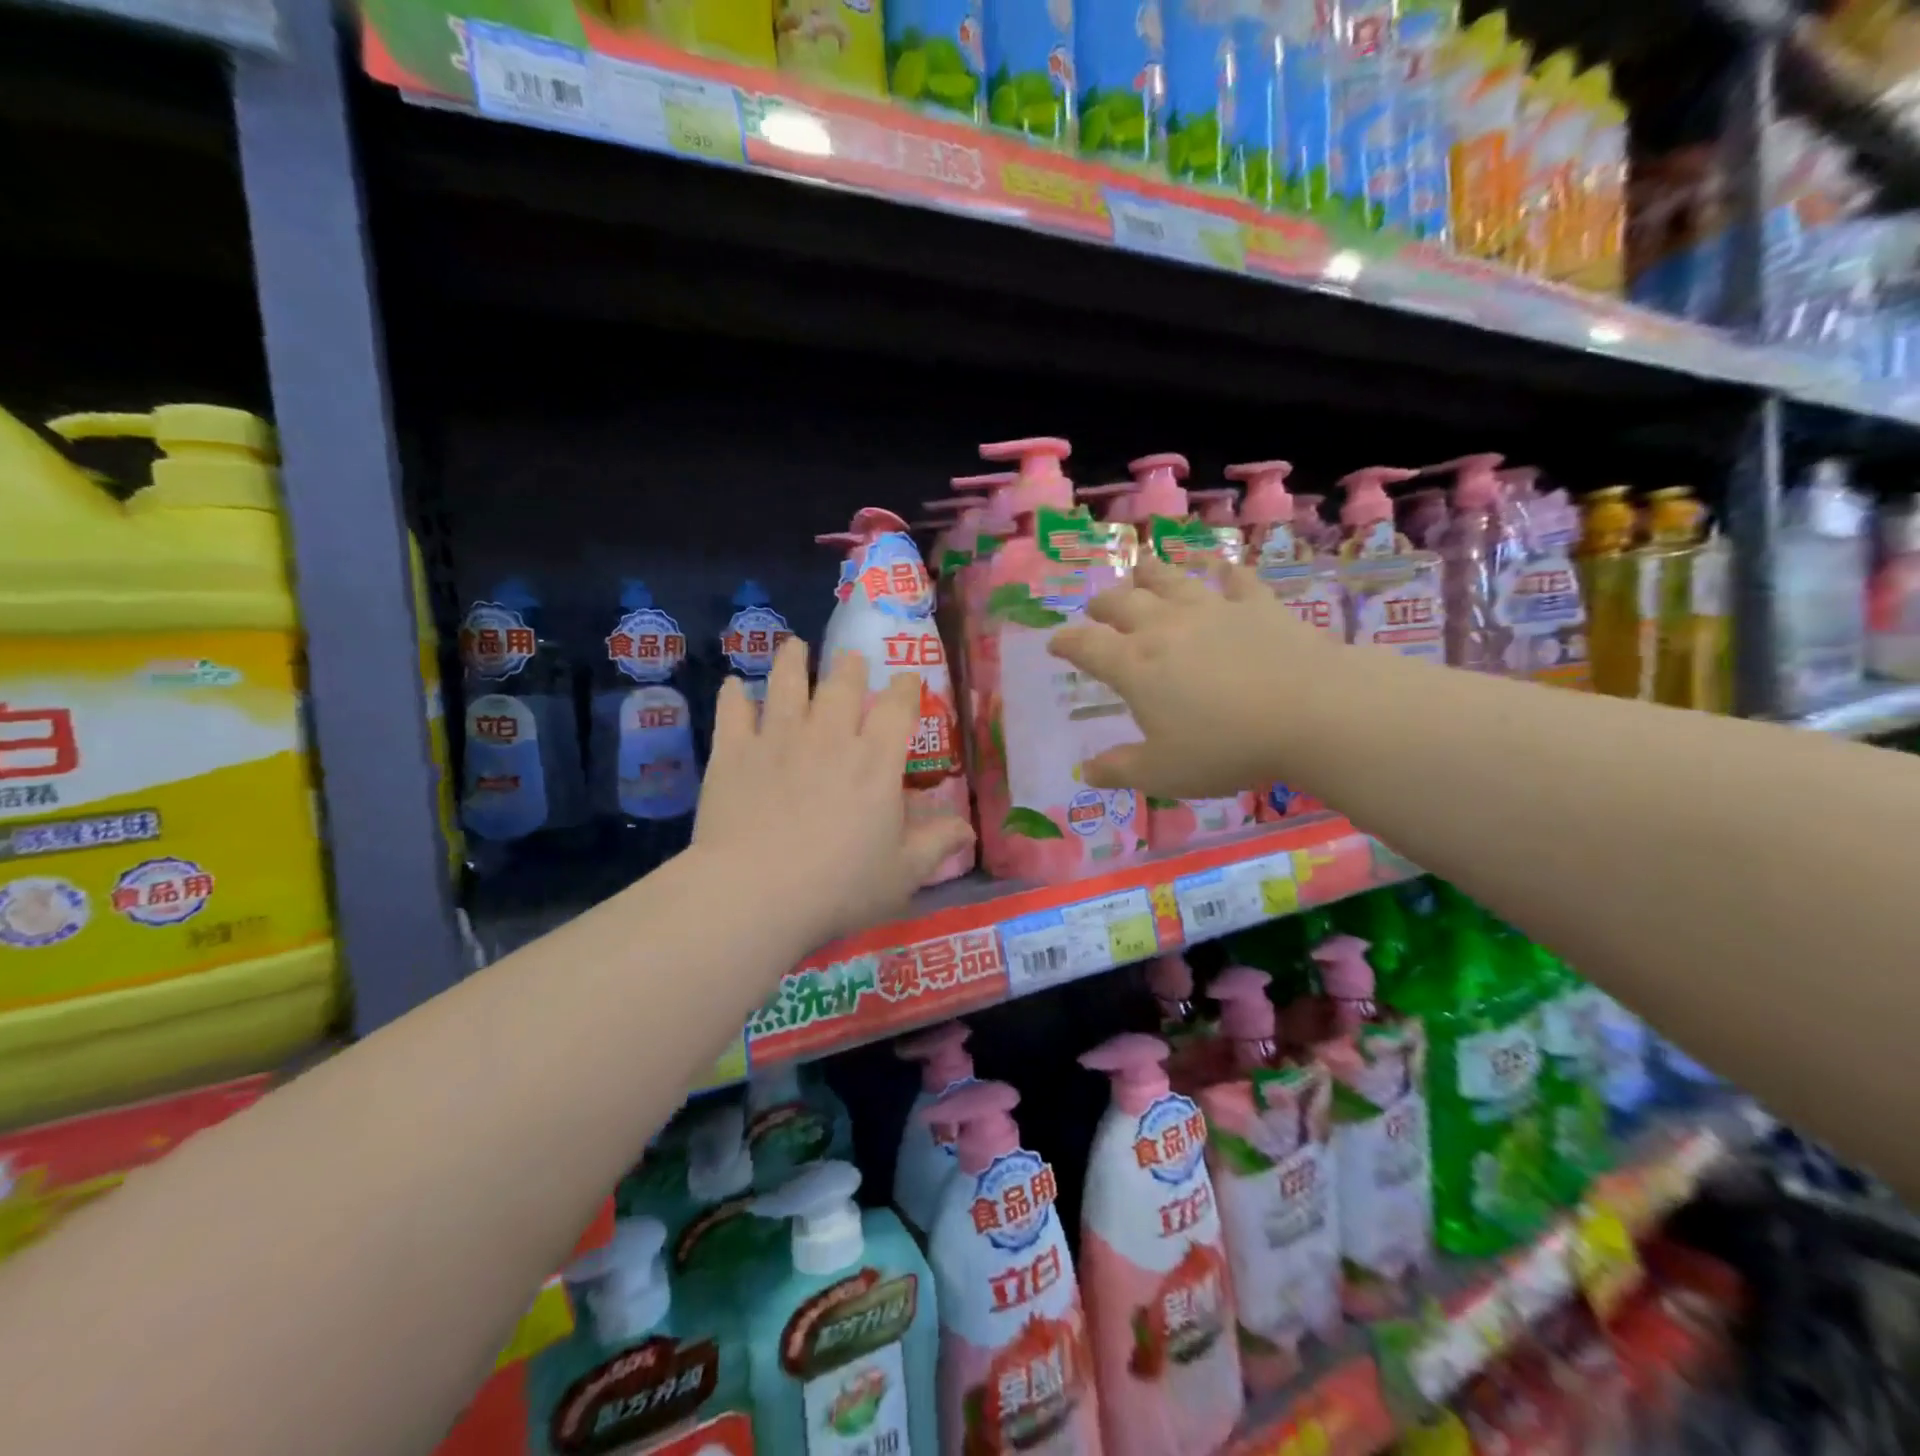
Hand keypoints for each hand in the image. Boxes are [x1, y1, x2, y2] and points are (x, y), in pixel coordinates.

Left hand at [694, 638, 974, 947]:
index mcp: (876, 761)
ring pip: (787, 683)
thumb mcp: (902, 874)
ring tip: (794, 646)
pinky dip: (734, 695)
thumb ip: (937, 845)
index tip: (907, 679)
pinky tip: (734, 685)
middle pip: (842, 685)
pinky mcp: (734, 752)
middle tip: (850, 658)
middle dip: (850, 667)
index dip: (905, 688)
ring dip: (792, 661)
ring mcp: (778, 738)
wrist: (756, 892)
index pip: (897, 708)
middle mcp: (830, 736)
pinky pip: (733, 712)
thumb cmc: (839, 886)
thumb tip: (969, 830)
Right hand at [1048, 554, 1335, 797]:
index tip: (1055, 643)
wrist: (1311, 712)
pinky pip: (1236, 580)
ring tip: (1140, 569)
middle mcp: (1165, 628)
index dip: (1066, 643)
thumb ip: (1120, 770)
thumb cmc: (1225, 747)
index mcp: (1135, 667)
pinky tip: (1224, 570)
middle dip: (1103, 605)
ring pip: (1170, 580)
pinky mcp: (1257, 605)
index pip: (1086, 646)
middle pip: (1122, 604)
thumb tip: (1087, 771)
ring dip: (1150, 574)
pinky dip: (1226, 573)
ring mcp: (1212, 610)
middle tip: (1097, 608)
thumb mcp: (1163, 773)